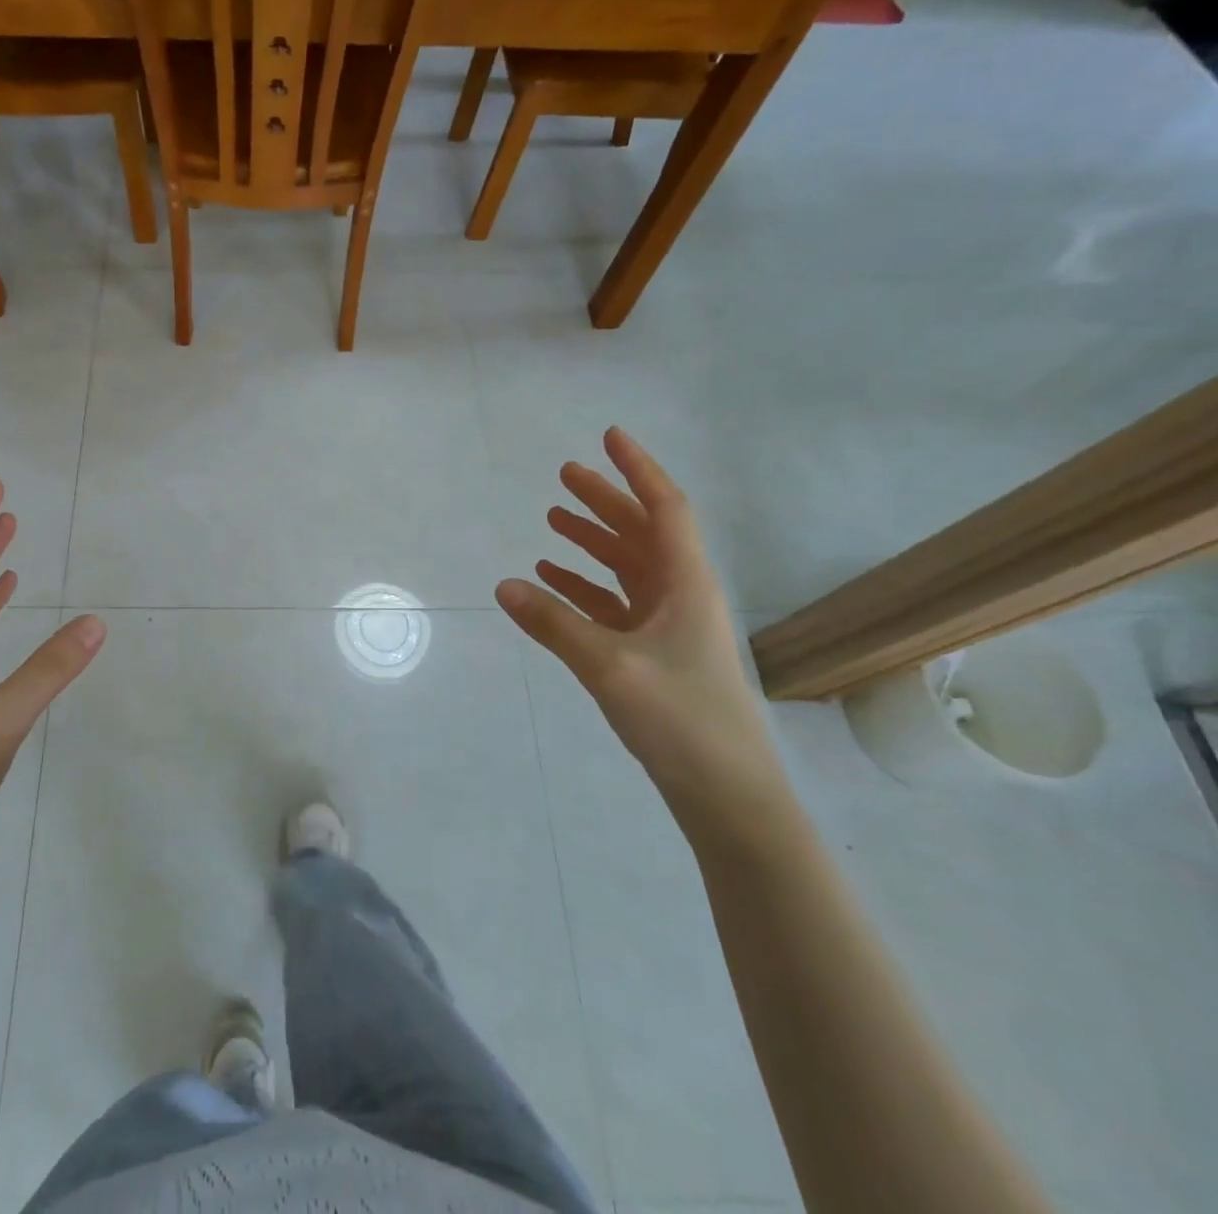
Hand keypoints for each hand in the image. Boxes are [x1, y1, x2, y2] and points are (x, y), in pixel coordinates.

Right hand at [495, 428, 788, 830]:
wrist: (728, 794)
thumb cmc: (681, 720)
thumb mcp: (609, 668)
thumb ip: (554, 624)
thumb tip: (503, 584)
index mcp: (686, 584)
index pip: (664, 509)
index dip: (637, 470)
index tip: (610, 437)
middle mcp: (681, 595)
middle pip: (641, 532)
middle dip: (605, 500)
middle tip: (565, 475)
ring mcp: (669, 626)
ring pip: (627, 567)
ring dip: (593, 541)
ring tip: (552, 520)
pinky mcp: (654, 654)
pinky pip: (615, 604)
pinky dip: (585, 587)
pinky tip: (553, 581)